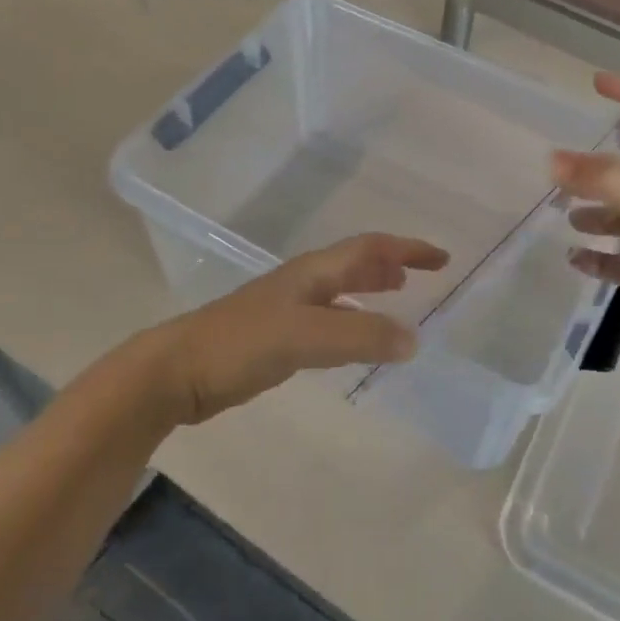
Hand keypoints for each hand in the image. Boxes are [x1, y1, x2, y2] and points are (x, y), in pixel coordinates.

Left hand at [156, 234, 448, 424]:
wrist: (177, 372)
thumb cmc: (240, 344)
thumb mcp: (304, 337)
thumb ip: (359, 336)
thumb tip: (413, 338)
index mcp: (312, 273)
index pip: (369, 248)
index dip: (407, 249)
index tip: (443, 258)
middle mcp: (303, 284)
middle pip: (355, 263)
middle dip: (391, 264)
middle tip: (423, 274)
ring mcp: (287, 311)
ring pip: (341, 292)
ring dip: (372, 290)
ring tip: (397, 297)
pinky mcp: (276, 339)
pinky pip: (327, 322)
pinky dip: (352, 323)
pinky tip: (355, 343)